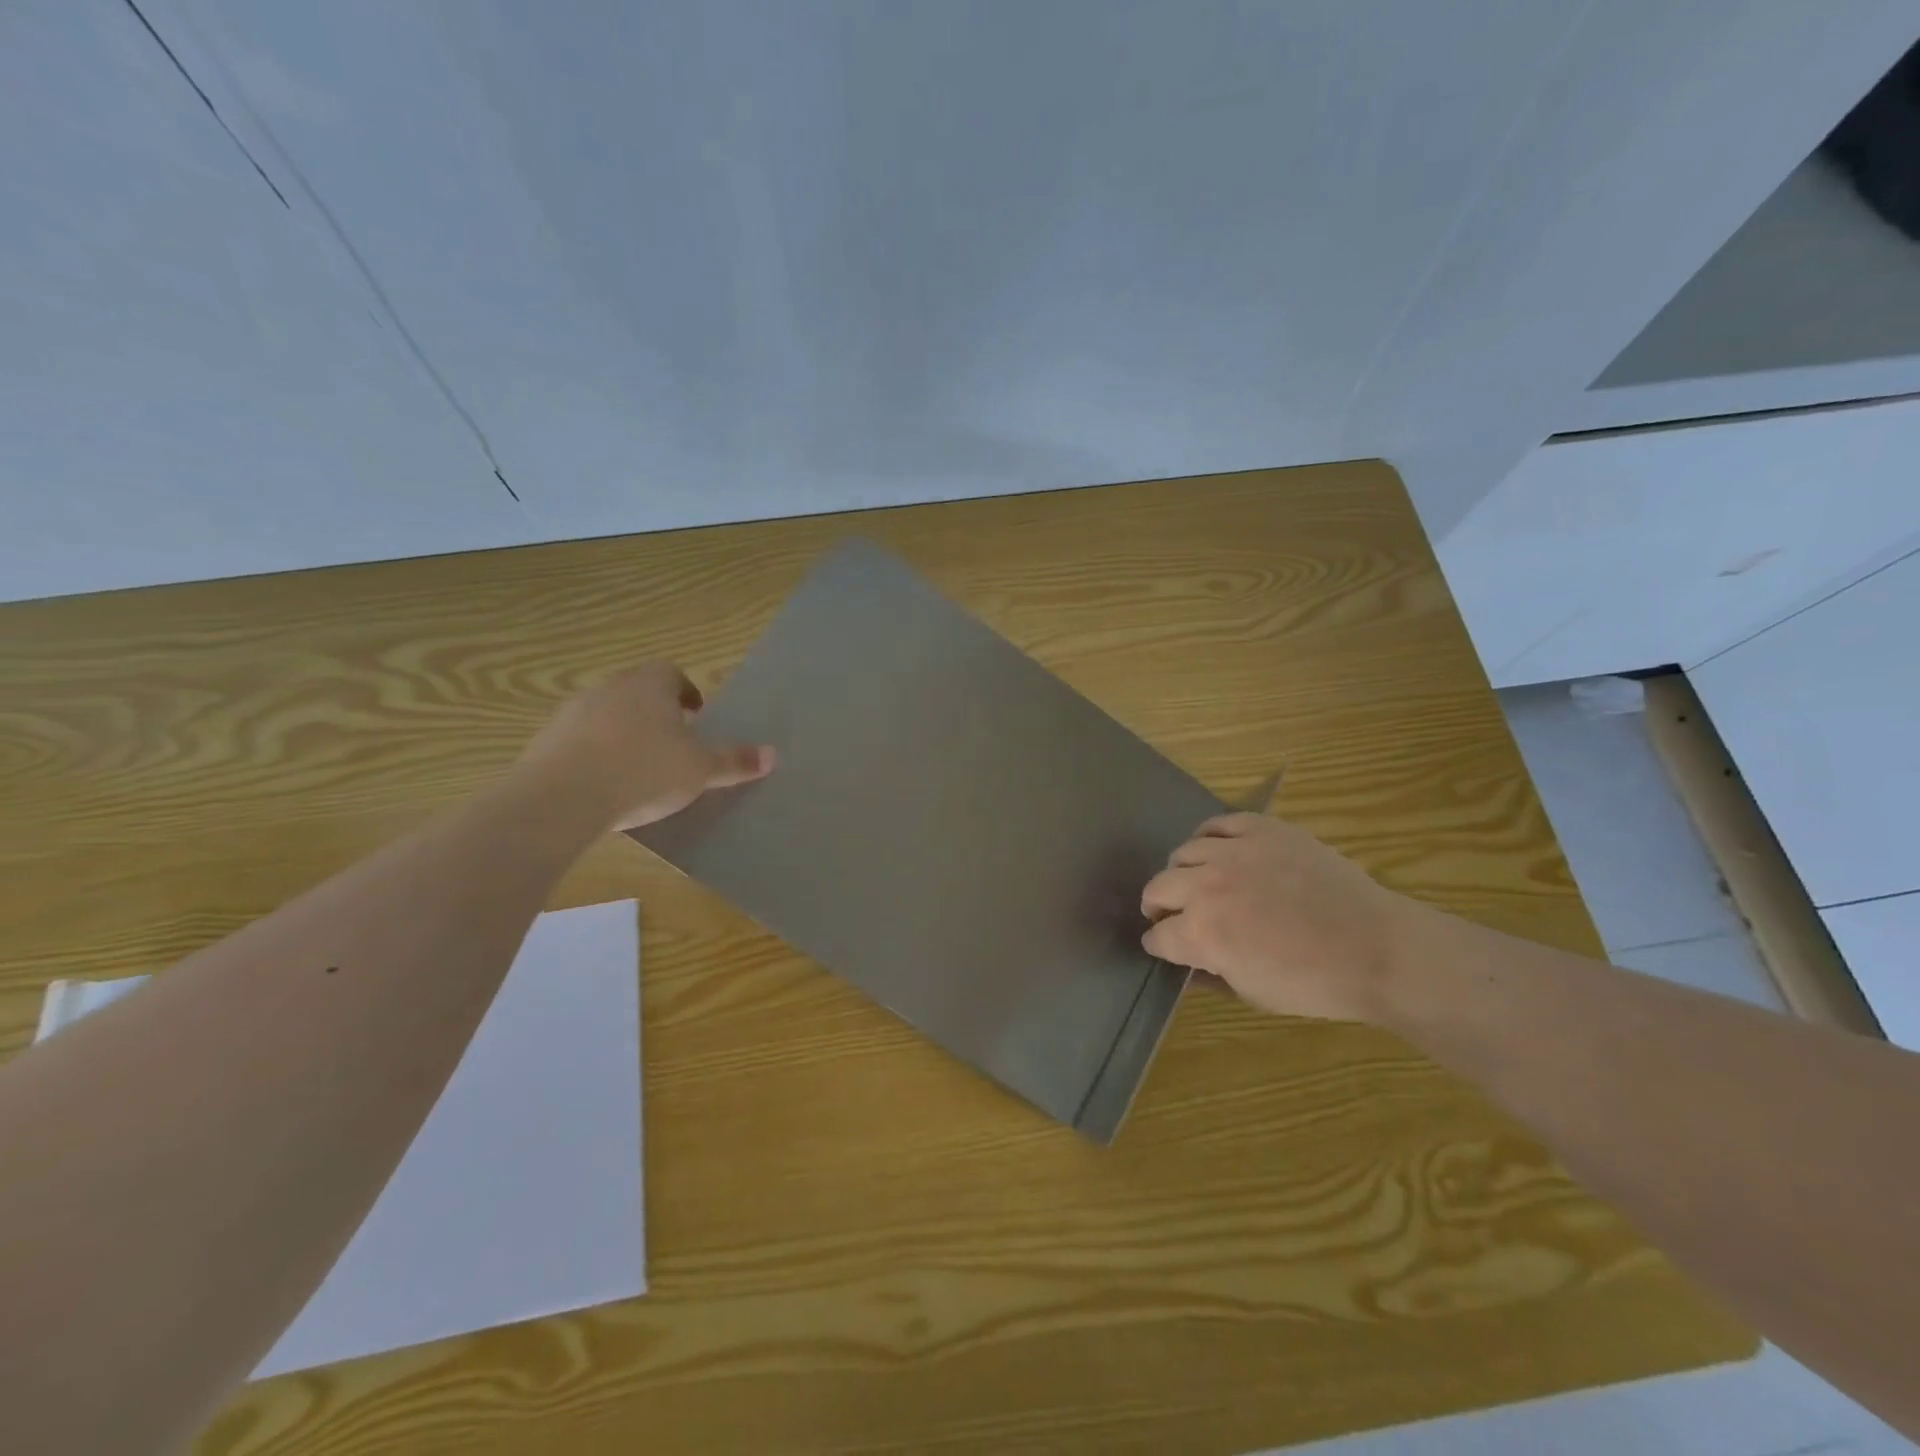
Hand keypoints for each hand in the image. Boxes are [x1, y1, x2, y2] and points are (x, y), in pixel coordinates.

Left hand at [515, 662, 773, 830]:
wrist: (563, 797)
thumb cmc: (645, 770)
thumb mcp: (700, 769)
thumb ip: (734, 761)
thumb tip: (772, 754)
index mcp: (650, 685)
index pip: (671, 673)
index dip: (686, 692)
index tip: (696, 716)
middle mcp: (610, 688)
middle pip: (637, 692)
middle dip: (655, 714)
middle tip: (672, 744)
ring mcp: (572, 713)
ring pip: (605, 715)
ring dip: (621, 734)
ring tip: (638, 768)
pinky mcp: (544, 742)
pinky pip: (577, 742)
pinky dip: (593, 756)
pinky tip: (604, 787)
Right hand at [1140, 813, 1427, 1022]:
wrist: (1377, 949)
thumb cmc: (1315, 983)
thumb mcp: (1253, 994)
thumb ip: (1211, 975)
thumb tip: (1187, 966)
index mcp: (1201, 934)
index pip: (1157, 936)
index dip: (1159, 945)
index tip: (1165, 948)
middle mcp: (1206, 887)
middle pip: (1158, 888)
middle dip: (1158, 906)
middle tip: (1173, 915)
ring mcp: (1234, 851)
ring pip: (1183, 852)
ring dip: (1183, 872)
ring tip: (1198, 882)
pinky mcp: (1261, 829)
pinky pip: (1218, 823)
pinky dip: (1210, 837)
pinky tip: (1219, 851)